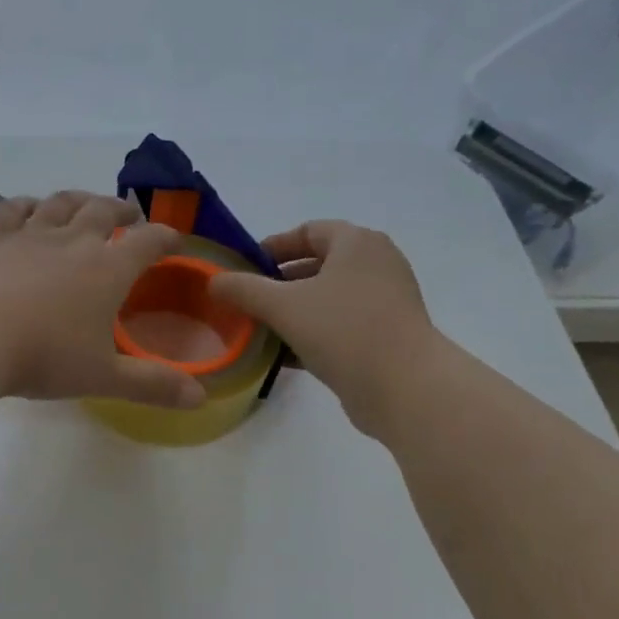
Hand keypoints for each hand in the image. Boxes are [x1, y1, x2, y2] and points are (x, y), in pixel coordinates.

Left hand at [0, 190, 205, 409]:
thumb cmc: (44, 357)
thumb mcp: (103, 377)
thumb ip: (152, 385)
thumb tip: (200, 399)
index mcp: (107, 270)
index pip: (148, 242)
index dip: (166, 238)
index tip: (174, 240)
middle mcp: (73, 242)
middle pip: (103, 210)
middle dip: (122, 209)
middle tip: (130, 214)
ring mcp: (29, 235)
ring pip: (60, 203)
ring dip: (79, 199)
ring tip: (86, 202)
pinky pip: (12, 210)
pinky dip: (25, 205)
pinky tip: (28, 208)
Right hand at [209, 221, 440, 436]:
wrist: (404, 387)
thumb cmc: (343, 330)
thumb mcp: (282, 306)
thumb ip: (243, 289)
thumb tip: (214, 281)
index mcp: (357, 243)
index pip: (308, 231)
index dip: (272, 247)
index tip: (242, 269)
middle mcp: (376, 264)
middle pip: (317, 265)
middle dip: (278, 283)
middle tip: (246, 302)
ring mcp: (385, 301)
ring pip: (326, 299)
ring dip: (292, 312)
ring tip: (259, 330)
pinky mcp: (385, 335)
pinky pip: (339, 325)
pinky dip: (311, 334)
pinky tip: (283, 356)